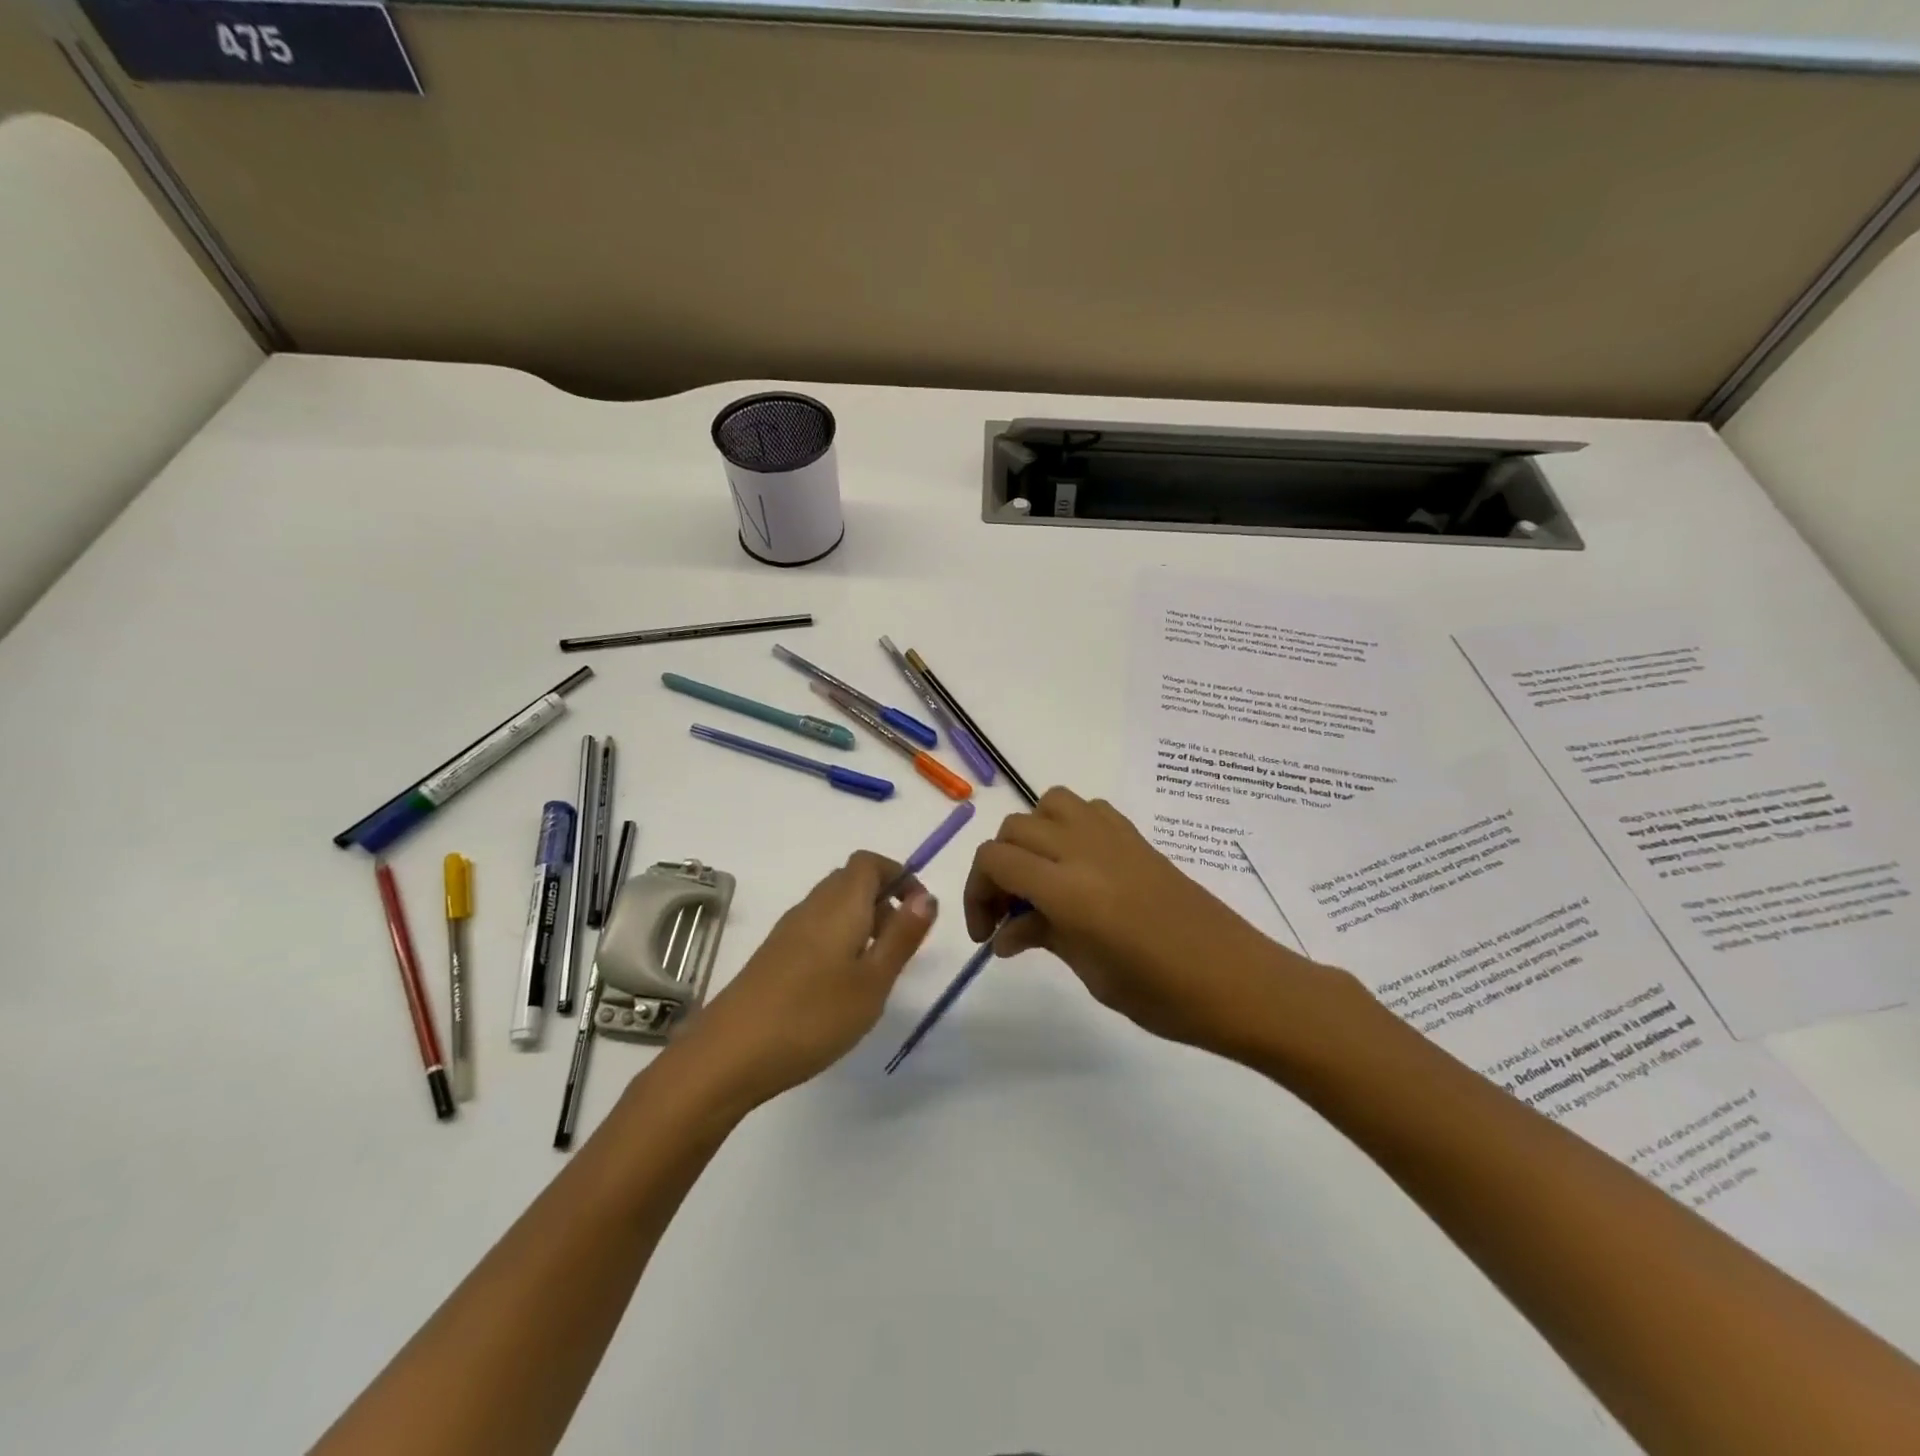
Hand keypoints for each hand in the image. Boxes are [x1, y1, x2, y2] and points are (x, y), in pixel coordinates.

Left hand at [672, 851, 936, 1110]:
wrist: (730, 1055)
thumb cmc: (813, 1016)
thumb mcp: (873, 981)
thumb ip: (902, 936)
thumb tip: (927, 895)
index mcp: (840, 904)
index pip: (870, 862)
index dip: (899, 875)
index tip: (920, 910)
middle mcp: (812, 906)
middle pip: (851, 880)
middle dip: (883, 899)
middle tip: (902, 942)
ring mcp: (788, 930)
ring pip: (833, 906)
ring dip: (862, 921)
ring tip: (877, 968)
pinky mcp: (774, 955)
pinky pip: (816, 929)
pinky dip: (839, 940)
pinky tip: (841, 985)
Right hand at [963, 787, 1334, 1061]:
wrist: (1240, 982)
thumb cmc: (1164, 995)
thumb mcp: (1091, 973)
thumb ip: (1042, 938)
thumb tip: (1005, 933)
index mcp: (1069, 889)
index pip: (996, 859)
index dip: (977, 892)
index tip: (987, 932)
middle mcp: (1085, 849)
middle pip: (1015, 829)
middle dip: (998, 868)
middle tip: (1009, 914)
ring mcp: (1115, 837)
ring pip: (1049, 804)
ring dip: (1031, 836)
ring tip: (1041, 879)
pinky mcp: (1138, 838)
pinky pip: (1087, 809)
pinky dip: (1068, 827)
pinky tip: (1079, 867)